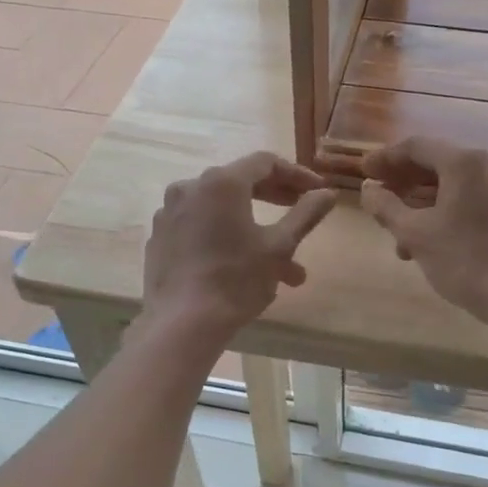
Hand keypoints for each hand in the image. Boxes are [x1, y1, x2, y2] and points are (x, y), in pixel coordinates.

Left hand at [141, 153, 337, 341]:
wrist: (182, 324)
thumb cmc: (236, 280)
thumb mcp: (280, 246)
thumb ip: (305, 214)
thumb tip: (327, 193)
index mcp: (221, 182)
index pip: (265, 163)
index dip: (296, 174)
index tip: (317, 190)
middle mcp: (190, 187)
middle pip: (241, 182)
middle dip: (276, 200)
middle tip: (300, 212)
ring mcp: (170, 212)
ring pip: (221, 211)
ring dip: (254, 229)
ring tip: (284, 268)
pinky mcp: (159, 237)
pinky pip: (199, 227)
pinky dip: (225, 237)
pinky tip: (243, 266)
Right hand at [358, 136, 487, 327]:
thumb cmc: (464, 259)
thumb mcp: (414, 233)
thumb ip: (385, 206)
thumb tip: (368, 189)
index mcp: (464, 162)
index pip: (416, 146)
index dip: (385, 158)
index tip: (363, 172)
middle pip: (435, 163)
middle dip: (402, 182)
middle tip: (376, 196)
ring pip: (451, 185)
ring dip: (420, 203)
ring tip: (395, 233)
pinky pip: (468, 199)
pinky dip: (443, 211)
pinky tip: (424, 243)